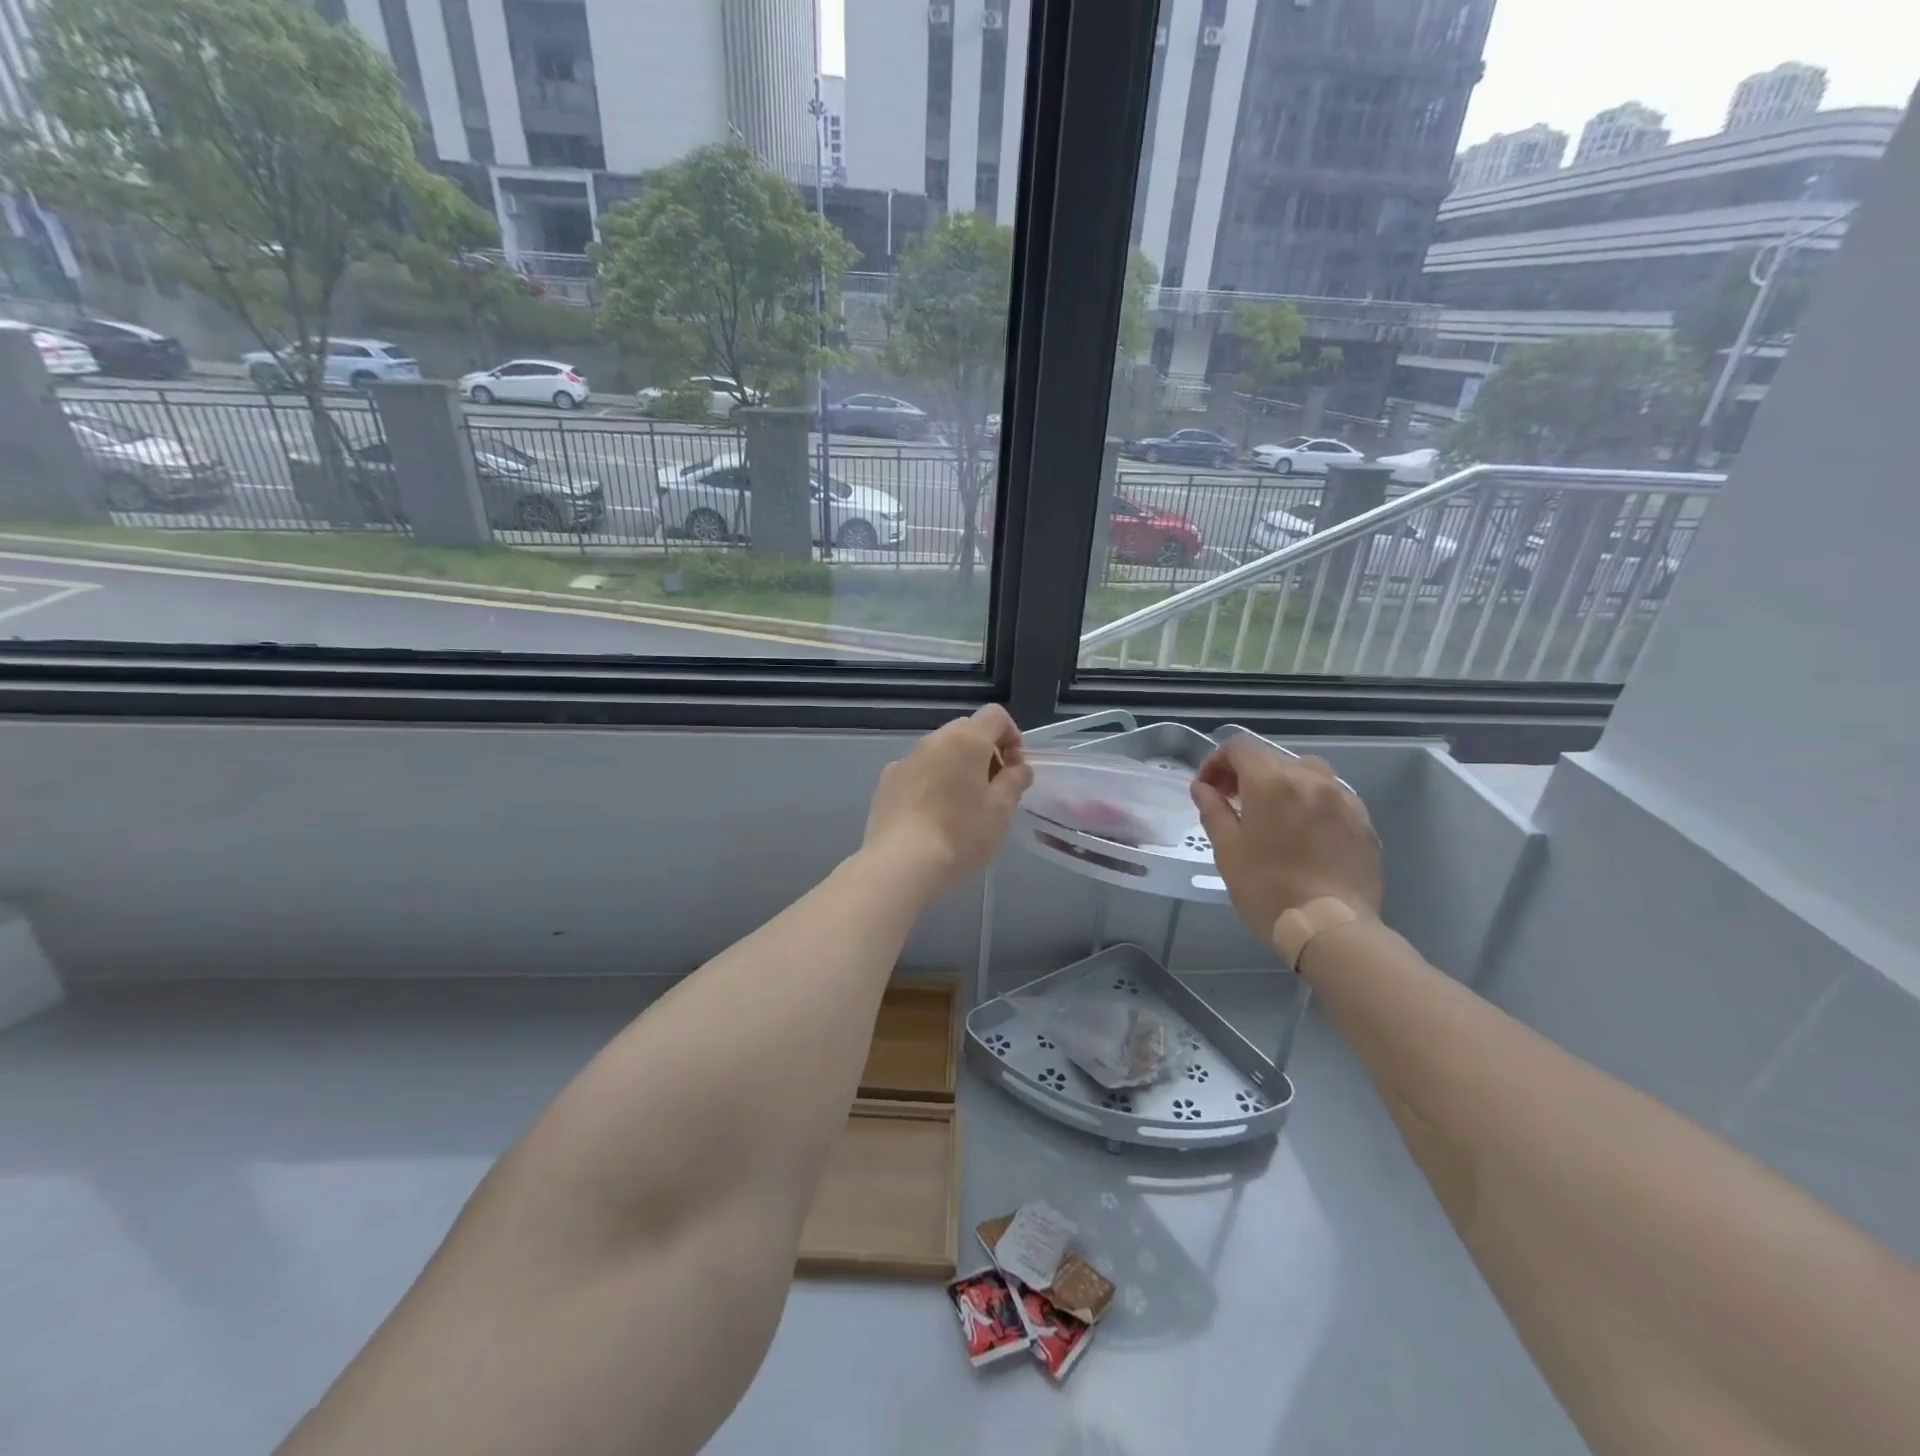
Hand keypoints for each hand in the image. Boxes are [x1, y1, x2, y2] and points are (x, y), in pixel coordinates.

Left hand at [862, 705, 1033, 895]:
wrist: (900, 863)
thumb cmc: (960, 835)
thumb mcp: (1001, 811)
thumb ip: (1015, 782)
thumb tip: (1018, 768)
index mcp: (965, 740)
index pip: (995, 715)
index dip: (1012, 736)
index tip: (1014, 769)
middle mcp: (933, 741)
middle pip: (966, 730)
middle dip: (985, 751)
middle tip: (993, 788)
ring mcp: (905, 760)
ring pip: (940, 750)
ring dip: (957, 765)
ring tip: (962, 804)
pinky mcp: (887, 782)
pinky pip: (918, 770)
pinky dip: (932, 780)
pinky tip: (932, 814)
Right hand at [1190, 737, 1382, 941]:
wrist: (1330, 928)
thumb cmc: (1267, 888)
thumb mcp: (1227, 849)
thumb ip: (1213, 809)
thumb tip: (1203, 787)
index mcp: (1272, 782)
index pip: (1239, 747)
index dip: (1217, 761)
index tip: (1209, 789)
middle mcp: (1311, 779)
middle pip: (1272, 758)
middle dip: (1247, 774)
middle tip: (1234, 804)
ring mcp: (1344, 799)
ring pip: (1307, 773)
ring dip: (1283, 784)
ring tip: (1274, 815)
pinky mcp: (1363, 822)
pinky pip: (1333, 798)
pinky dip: (1312, 804)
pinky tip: (1305, 834)